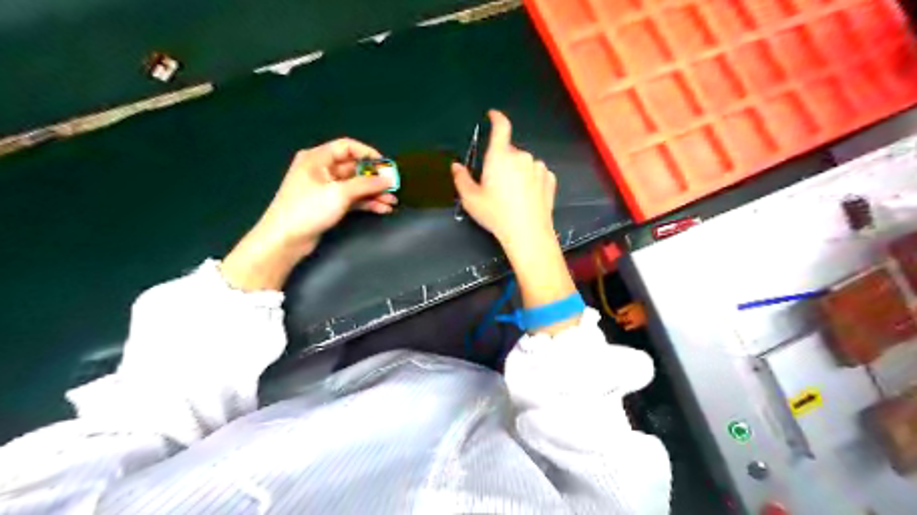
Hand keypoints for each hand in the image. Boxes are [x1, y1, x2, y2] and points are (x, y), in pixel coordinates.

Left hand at [259, 138, 399, 253]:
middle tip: (394, 186)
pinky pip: (352, 199)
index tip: (386, 165)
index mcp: (318, 158)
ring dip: (374, 193)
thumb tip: (388, 178)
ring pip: (355, 185)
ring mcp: (325, 188)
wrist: (285, 239)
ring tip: (392, 201)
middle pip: (354, 168)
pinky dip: (366, 203)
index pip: (347, 147)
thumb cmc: (308, 209)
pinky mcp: (329, 204)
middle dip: (375, 178)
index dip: (368, 153)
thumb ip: (366, 184)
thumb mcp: (339, 193)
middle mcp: (321, 169)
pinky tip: (382, 209)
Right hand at [452, 110, 559, 250]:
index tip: (492, 115)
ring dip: (518, 171)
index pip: (501, 127)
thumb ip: (461, 179)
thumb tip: (456, 166)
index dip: (496, 118)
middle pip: (509, 151)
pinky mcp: (550, 179)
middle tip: (496, 184)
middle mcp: (521, 156)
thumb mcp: (471, 199)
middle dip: (502, 162)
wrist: (528, 233)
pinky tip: (527, 197)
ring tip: (513, 195)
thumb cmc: (496, 214)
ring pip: (524, 163)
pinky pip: (537, 173)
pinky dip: (531, 180)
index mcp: (500, 156)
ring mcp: (538, 167)